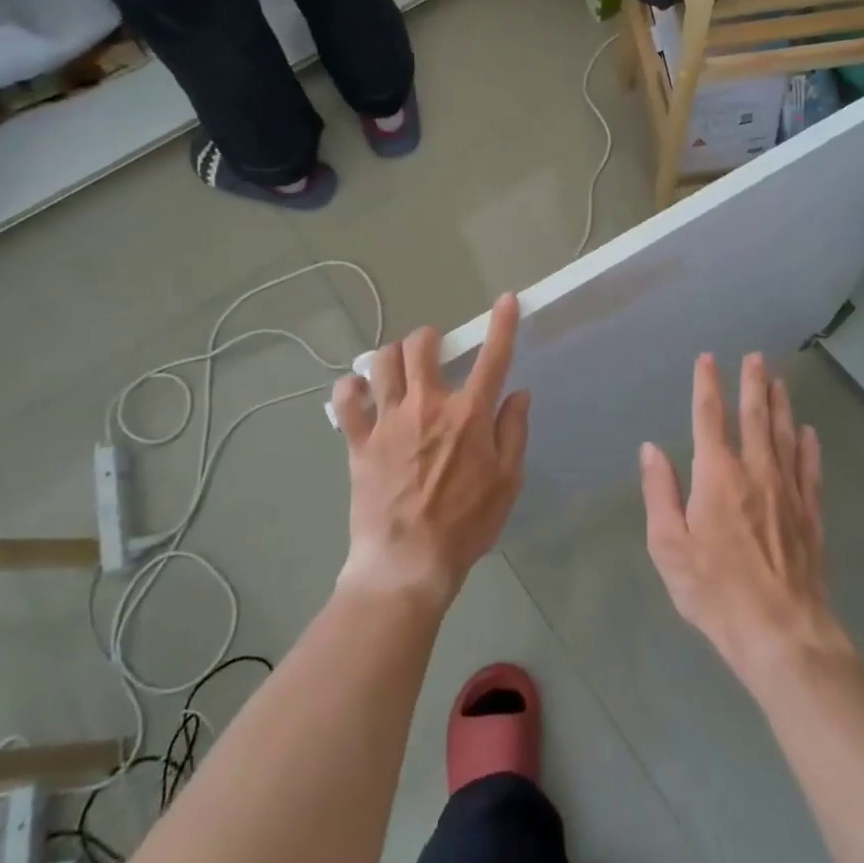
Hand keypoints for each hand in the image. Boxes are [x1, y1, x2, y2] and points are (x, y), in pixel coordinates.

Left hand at [331, 294, 530, 607]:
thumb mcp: (507, 482)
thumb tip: (518, 393)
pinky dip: (351, 388)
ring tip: (398, 370)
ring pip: (382, 361)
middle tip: (434, 354)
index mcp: (468, 415)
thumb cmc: (466, 525)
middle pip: (422, 345)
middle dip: (429, 338)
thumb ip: (513, 431)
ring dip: (392, 356)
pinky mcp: (358, 440)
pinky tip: (359, 393)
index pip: (492, 357)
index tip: (507, 299)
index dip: (502, 324)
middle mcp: (426, 405)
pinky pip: (345, 399)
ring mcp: (388, 420)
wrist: (407, 563)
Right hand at [641, 353, 851, 690]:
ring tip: (779, 380)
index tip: (707, 360)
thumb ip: (659, 492)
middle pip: (754, 417)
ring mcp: (788, 491)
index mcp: (717, 476)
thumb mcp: (669, 547)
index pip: (709, 417)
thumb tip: (651, 448)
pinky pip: (810, 469)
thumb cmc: (715, 591)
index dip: (707, 385)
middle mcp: (756, 472)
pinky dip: (809, 446)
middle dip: (753, 383)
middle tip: (755, 356)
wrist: (781, 633)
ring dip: (781, 405)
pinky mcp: (811, 515)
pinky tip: (809, 432)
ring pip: (785, 435)